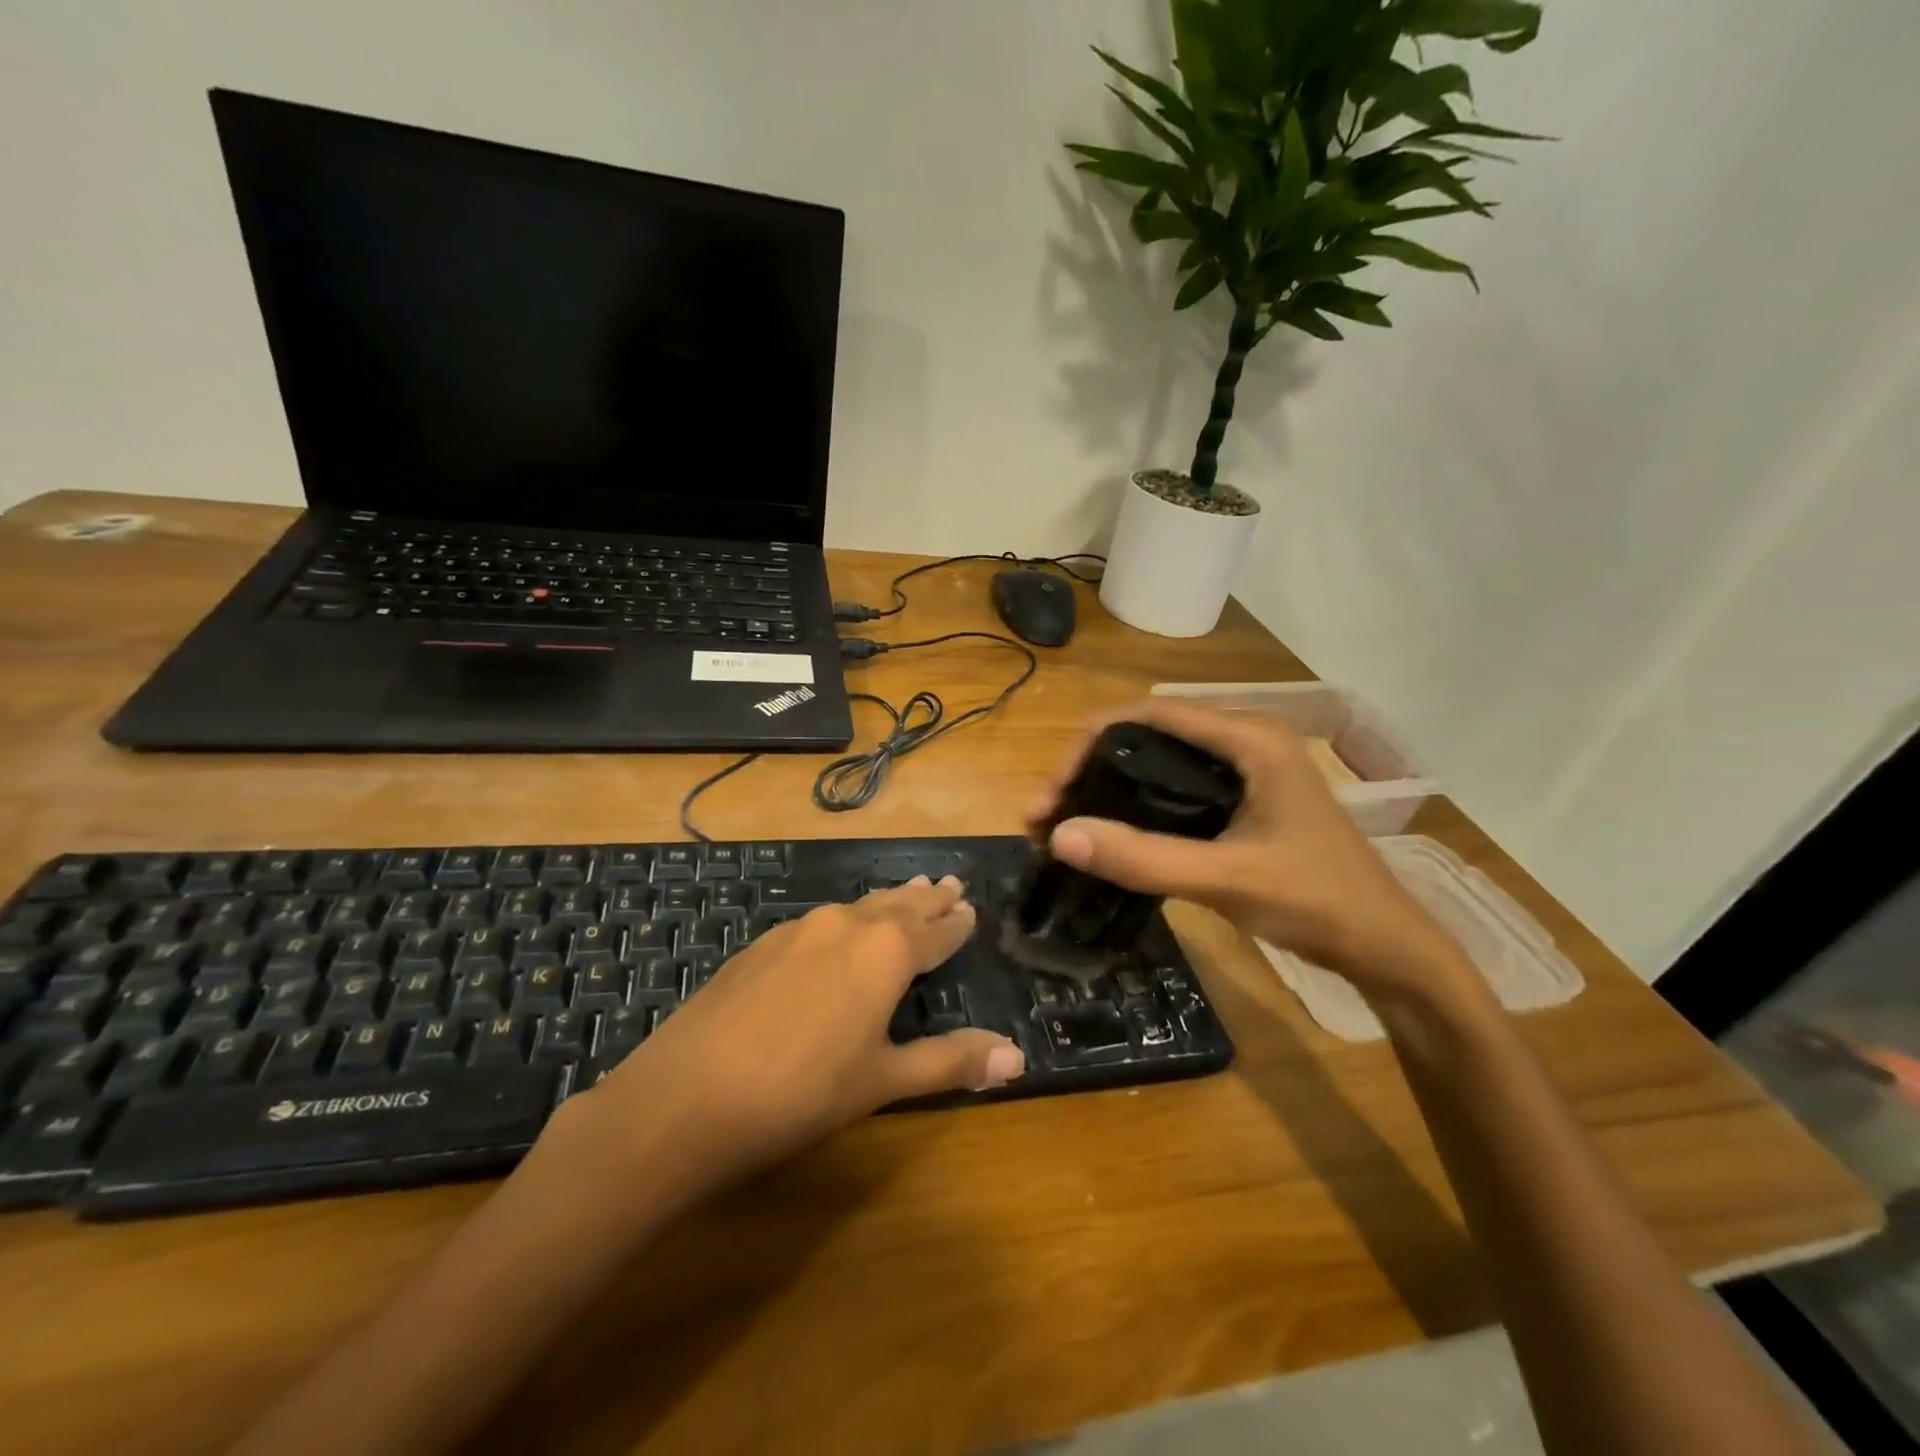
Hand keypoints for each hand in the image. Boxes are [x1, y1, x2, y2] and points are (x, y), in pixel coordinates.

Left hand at [575, 876, 1024, 1187]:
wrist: (686, 1096)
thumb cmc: (802, 1092)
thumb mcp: (883, 1080)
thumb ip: (951, 1061)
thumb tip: (1018, 1056)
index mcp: (886, 951)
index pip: (935, 930)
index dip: (956, 922)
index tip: (971, 906)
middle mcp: (846, 925)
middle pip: (898, 905)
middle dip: (926, 898)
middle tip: (949, 882)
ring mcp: (798, 930)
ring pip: (858, 907)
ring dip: (888, 901)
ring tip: (908, 891)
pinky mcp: (761, 945)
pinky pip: (820, 921)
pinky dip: (846, 918)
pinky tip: (838, 929)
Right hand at [1031, 700, 1464, 1000]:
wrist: (1389, 950)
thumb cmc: (1320, 903)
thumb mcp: (1227, 879)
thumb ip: (1144, 858)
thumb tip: (1059, 836)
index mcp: (1250, 738)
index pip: (1149, 714)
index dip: (1089, 744)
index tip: (1052, 791)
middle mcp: (1245, 741)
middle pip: (1147, 735)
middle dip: (1088, 768)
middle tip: (1046, 815)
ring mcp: (1246, 771)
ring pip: (1157, 763)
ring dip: (1107, 789)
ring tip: (1063, 825)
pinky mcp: (1243, 801)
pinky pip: (1175, 789)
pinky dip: (1134, 807)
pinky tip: (1109, 835)